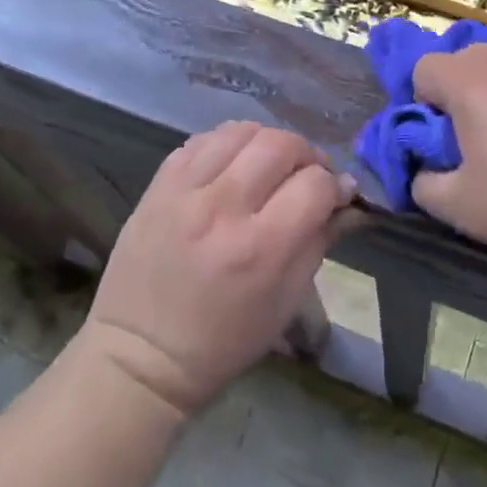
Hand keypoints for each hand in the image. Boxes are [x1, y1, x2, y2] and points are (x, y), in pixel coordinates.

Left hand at [82, 121, 354, 416]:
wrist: (140, 355)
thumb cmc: (223, 341)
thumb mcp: (286, 301)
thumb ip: (320, 240)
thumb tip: (347, 197)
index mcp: (261, 248)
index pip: (315, 184)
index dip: (335, 186)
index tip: (337, 196)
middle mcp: (223, 208)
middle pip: (280, 145)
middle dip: (306, 155)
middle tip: (306, 176)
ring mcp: (185, 192)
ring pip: (240, 131)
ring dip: (266, 143)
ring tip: (268, 166)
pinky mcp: (157, 186)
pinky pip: (201, 140)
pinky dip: (226, 145)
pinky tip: (231, 167)